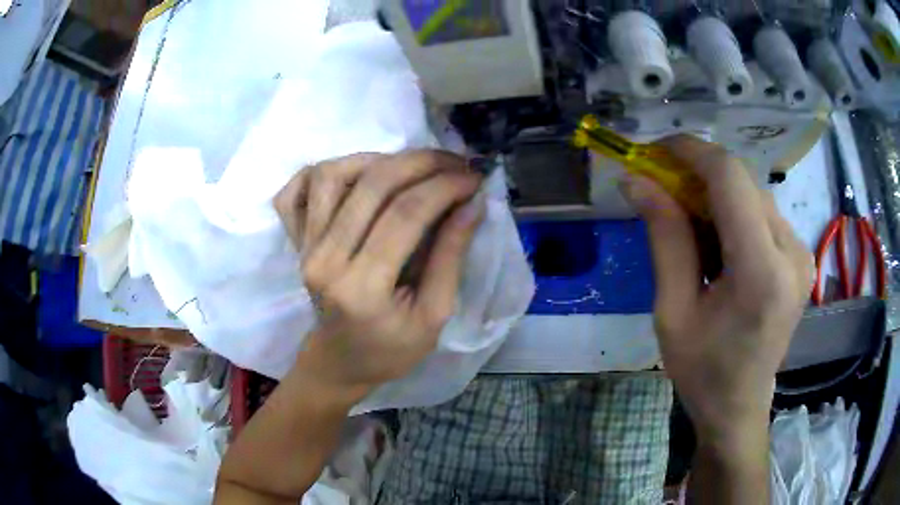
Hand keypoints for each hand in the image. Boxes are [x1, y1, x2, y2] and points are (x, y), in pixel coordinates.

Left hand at [274, 150, 483, 396]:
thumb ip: (451, 258)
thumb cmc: (390, 349)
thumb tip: (472, 203)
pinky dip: (324, 170)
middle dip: (422, 162)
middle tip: (455, 163)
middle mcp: (325, 259)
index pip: (405, 214)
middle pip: (372, 185)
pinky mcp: (296, 239)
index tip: (474, 178)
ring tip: (411, 168)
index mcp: (362, 289)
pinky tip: (355, 174)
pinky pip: (298, 188)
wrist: (339, 362)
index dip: (445, 186)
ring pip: (333, 174)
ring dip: (377, 159)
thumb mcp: (434, 316)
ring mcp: (305, 245)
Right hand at [624, 136, 812, 441]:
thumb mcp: (672, 310)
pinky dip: (733, 212)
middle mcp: (791, 253)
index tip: (654, 151)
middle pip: (742, 182)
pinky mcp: (800, 256)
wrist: (739, 405)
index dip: (690, 151)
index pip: (730, 177)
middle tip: (661, 189)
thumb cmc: (702, 370)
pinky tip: (716, 241)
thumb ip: (664, 237)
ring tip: (687, 223)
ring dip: (715, 195)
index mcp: (761, 272)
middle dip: (697, 174)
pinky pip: (762, 213)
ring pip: (752, 194)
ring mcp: (800, 253)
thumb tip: (636, 181)